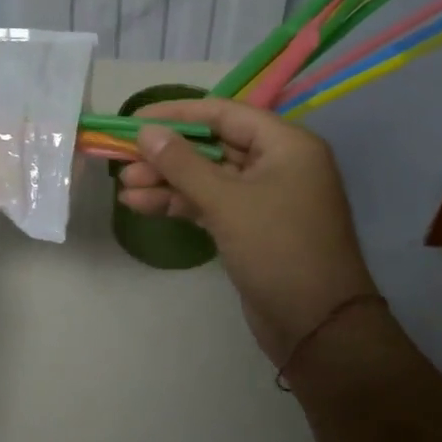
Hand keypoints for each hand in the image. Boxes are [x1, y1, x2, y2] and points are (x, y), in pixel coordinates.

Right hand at [118, 97, 377, 365]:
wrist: (318, 328)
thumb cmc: (278, 250)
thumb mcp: (226, 202)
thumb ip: (182, 163)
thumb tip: (145, 131)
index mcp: (285, 144)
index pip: (222, 113)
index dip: (175, 114)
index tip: (134, 119)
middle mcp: (277, 163)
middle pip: (212, 145)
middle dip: (166, 154)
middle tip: (123, 161)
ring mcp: (264, 196)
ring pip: (207, 176)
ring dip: (167, 181)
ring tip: (124, 187)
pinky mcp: (251, 225)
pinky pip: (211, 202)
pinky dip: (180, 203)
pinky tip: (141, 206)